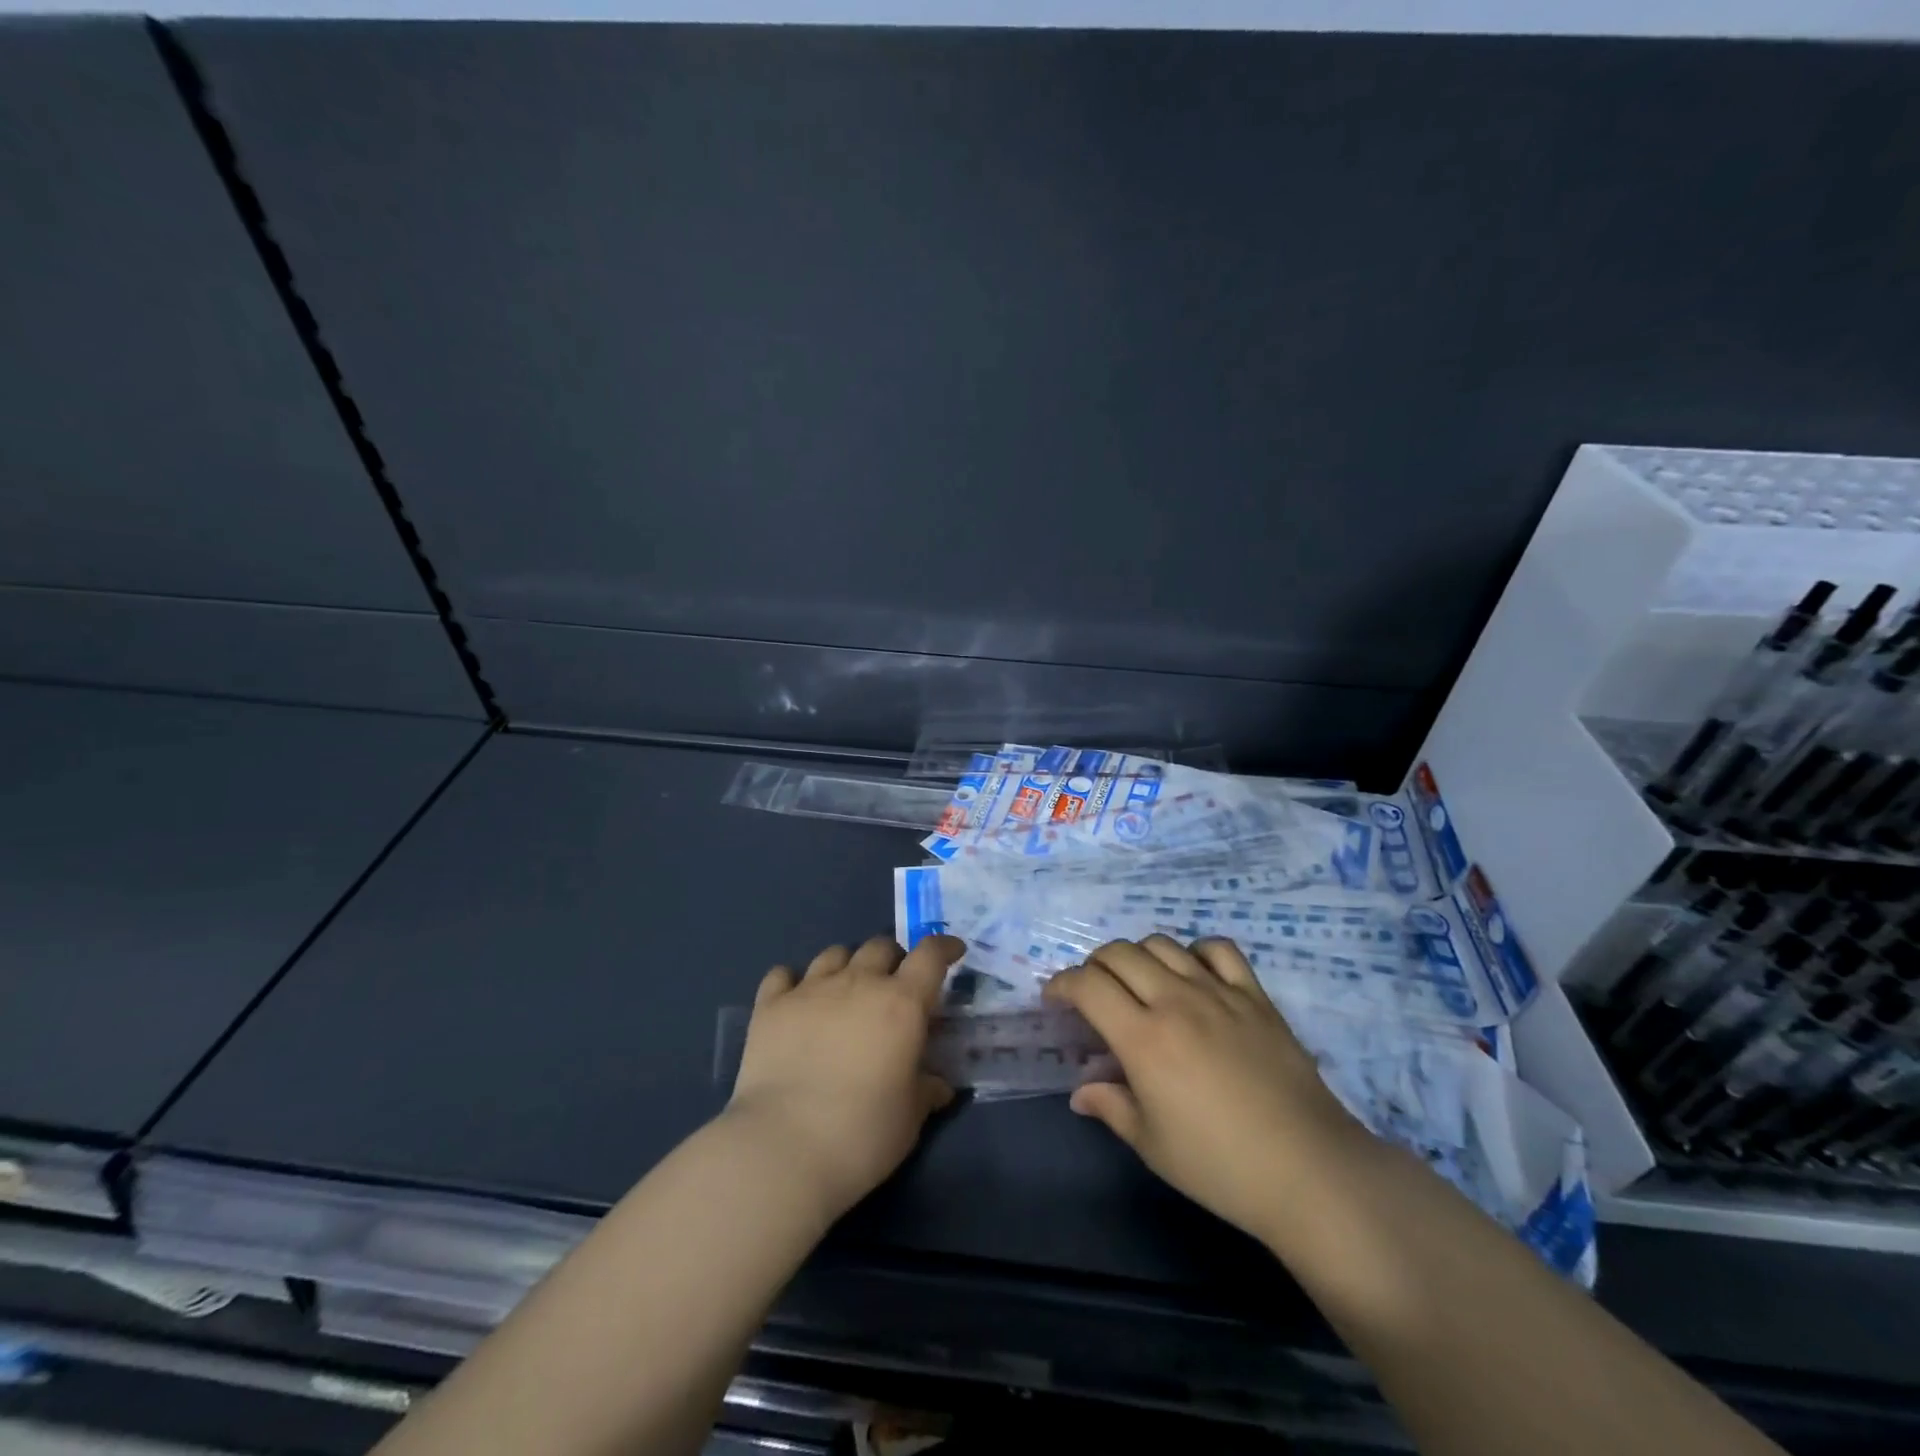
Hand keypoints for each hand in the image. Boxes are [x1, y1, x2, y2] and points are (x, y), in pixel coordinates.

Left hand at [724, 934, 962, 1219]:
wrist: (783, 1149)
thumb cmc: (862, 1134)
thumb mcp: (910, 1117)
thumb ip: (926, 1090)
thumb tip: (938, 1085)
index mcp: (901, 1003)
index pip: (930, 955)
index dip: (944, 947)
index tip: (952, 952)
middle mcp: (858, 983)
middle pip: (881, 947)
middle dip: (893, 960)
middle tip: (893, 988)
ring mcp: (810, 989)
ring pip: (835, 954)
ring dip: (848, 966)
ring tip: (845, 991)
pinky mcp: (771, 1006)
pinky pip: (783, 975)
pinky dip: (794, 982)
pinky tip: (796, 1001)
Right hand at [1043, 935, 1369, 1245]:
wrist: (1308, 1171)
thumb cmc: (1219, 1166)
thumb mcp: (1152, 1143)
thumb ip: (1110, 1106)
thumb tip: (1081, 1092)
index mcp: (1143, 1037)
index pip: (1088, 986)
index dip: (1062, 985)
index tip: (1055, 998)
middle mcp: (1175, 1001)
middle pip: (1120, 954)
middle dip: (1094, 966)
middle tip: (1093, 992)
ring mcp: (1219, 993)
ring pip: (1163, 945)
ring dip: (1138, 956)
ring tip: (1139, 982)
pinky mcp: (1255, 996)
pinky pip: (1219, 950)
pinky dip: (1196, 951)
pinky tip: (1193, 973)